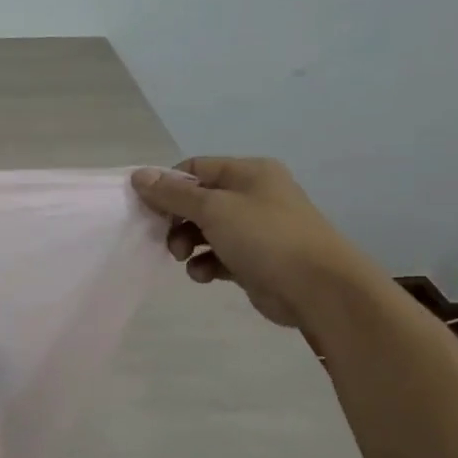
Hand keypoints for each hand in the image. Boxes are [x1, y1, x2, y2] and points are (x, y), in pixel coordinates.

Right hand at [131, 158, 375, 329]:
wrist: (318, 289)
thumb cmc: (265, 237)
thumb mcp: (213, 209)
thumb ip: (173, 194)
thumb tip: (138, 175)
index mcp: (248, 173)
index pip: (194, 169)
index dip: (167, 186)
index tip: (147, 209)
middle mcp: (253, 195)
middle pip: (197, 200)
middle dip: (176, 220)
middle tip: (163, 238)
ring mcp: (255, 228)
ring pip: (204, 230)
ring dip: (186, 244)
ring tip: (183, 258)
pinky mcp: (254, 259)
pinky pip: (218, 255)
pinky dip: (205, 264)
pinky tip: (204, 275)